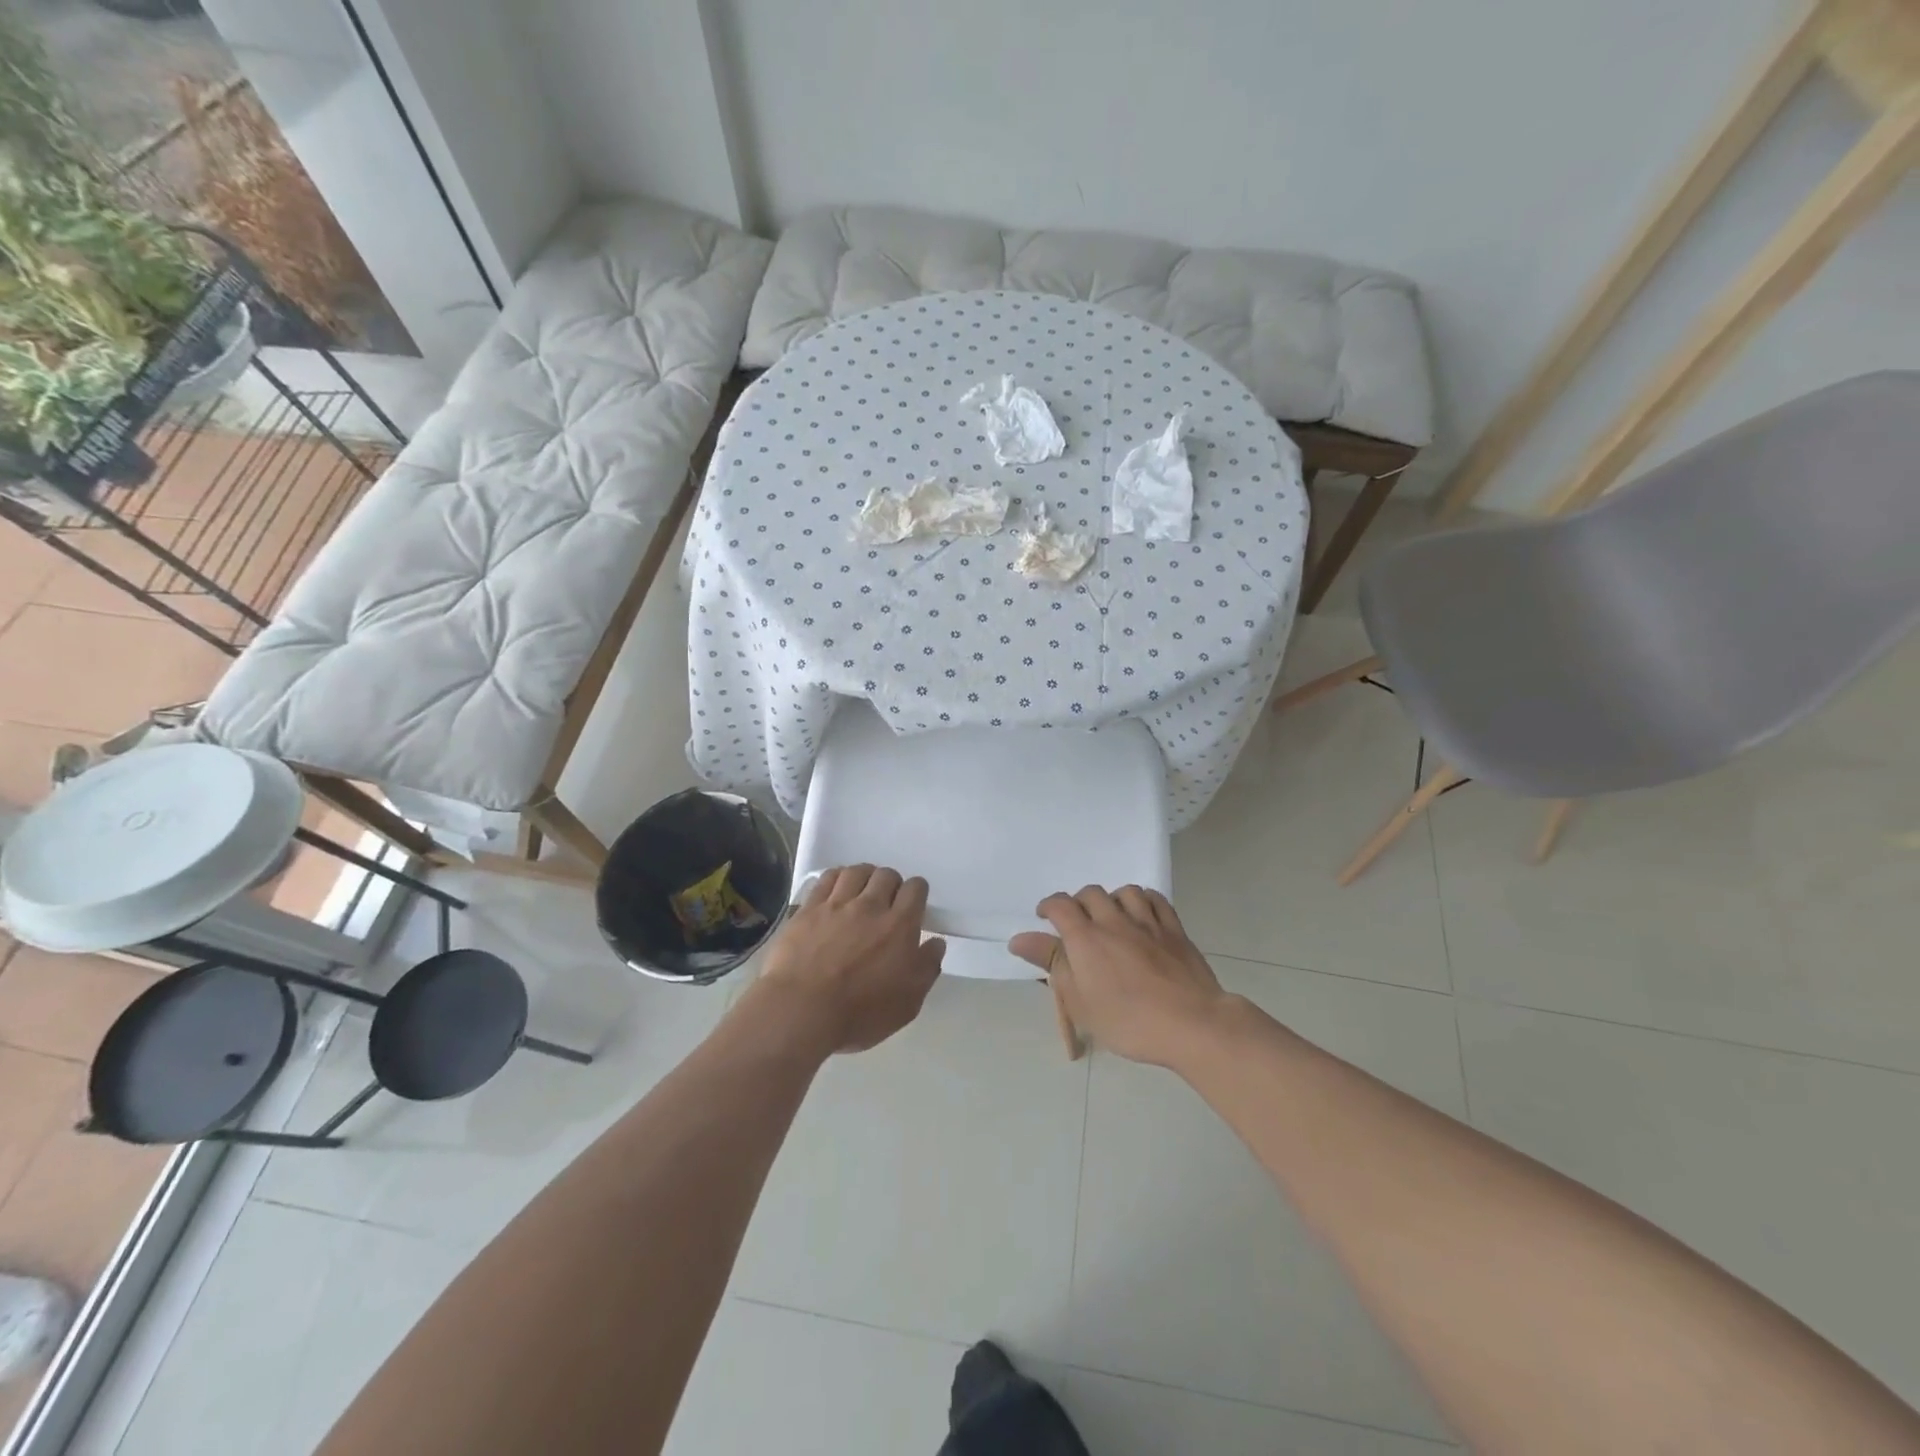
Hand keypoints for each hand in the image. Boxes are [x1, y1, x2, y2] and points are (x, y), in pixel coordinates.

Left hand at [754, 865, 944, 1053]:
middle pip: (886, 875)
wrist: (801, 1010)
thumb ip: (926, 968)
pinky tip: (836, 888)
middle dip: (891, 884)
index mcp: (899, 926)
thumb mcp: (907, 1003)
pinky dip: (837, 877)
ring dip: (865, 877)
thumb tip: (936, 943)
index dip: (916, 893)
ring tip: (862, 891)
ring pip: (857, 871)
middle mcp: (871, 906)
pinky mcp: (809, 908)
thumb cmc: (859, 1013)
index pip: (915, 889)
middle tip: (886, 903)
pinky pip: (827, 878)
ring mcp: (837, 904)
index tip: (912, 907)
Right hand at [1010, 886, 1225, 1066]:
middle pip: (1091, 893)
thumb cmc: (1128, 1021)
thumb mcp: (1080, 1002)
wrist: (1191, 1024)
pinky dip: (1143, 900)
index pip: (1060, 905)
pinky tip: (1142, 913)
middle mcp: (1114, 921)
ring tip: (1110, 916)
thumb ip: (1052, 965)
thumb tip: (1020, 939)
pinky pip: (1156, 900)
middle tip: (1077, 923)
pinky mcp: (1174, 930)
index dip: (1049, 906)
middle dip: (1079, 903)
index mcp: (1086, 938)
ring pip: (1125, 891)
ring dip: (1112, 899)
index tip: (1045, 917)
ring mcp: (1148, 922)